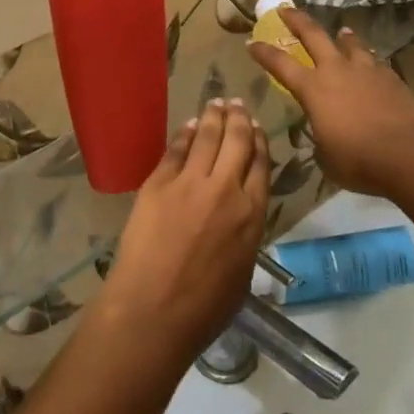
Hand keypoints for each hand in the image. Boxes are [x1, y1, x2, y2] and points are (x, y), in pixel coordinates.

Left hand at [98, 99, 270, 362]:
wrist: (153, 311)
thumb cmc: (203, 309)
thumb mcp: (242, 272)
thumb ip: (245, 234)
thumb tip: (240, 217)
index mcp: (251, 215)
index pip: (261, 165)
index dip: (259, 142)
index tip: (257, 127)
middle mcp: (225, 190)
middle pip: (237, 142)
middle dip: (239, 118)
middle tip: (238, 103)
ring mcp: (189, 183)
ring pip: (207, 137)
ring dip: (214, 116)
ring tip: (217, 102)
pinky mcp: (158, 183)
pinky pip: (176, 149)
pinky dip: (185, 133)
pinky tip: (189, 124)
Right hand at [250, 8, 413, 197]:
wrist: (406, 155)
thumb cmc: (357, 160)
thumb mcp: (325, 154)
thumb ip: (319, 134)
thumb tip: (323, 130)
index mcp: (312, 89)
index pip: (280, 64)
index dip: (263, 53)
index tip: (251, 43)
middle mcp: (336, 70)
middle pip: (313, 34)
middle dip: (296, 19)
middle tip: (286, 9)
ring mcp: (366, 70)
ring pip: (350, 42)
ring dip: (342, 36)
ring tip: (341, 32)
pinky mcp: (391, 76)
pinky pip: (375, 61)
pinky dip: (368, 60)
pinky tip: (371, 65)